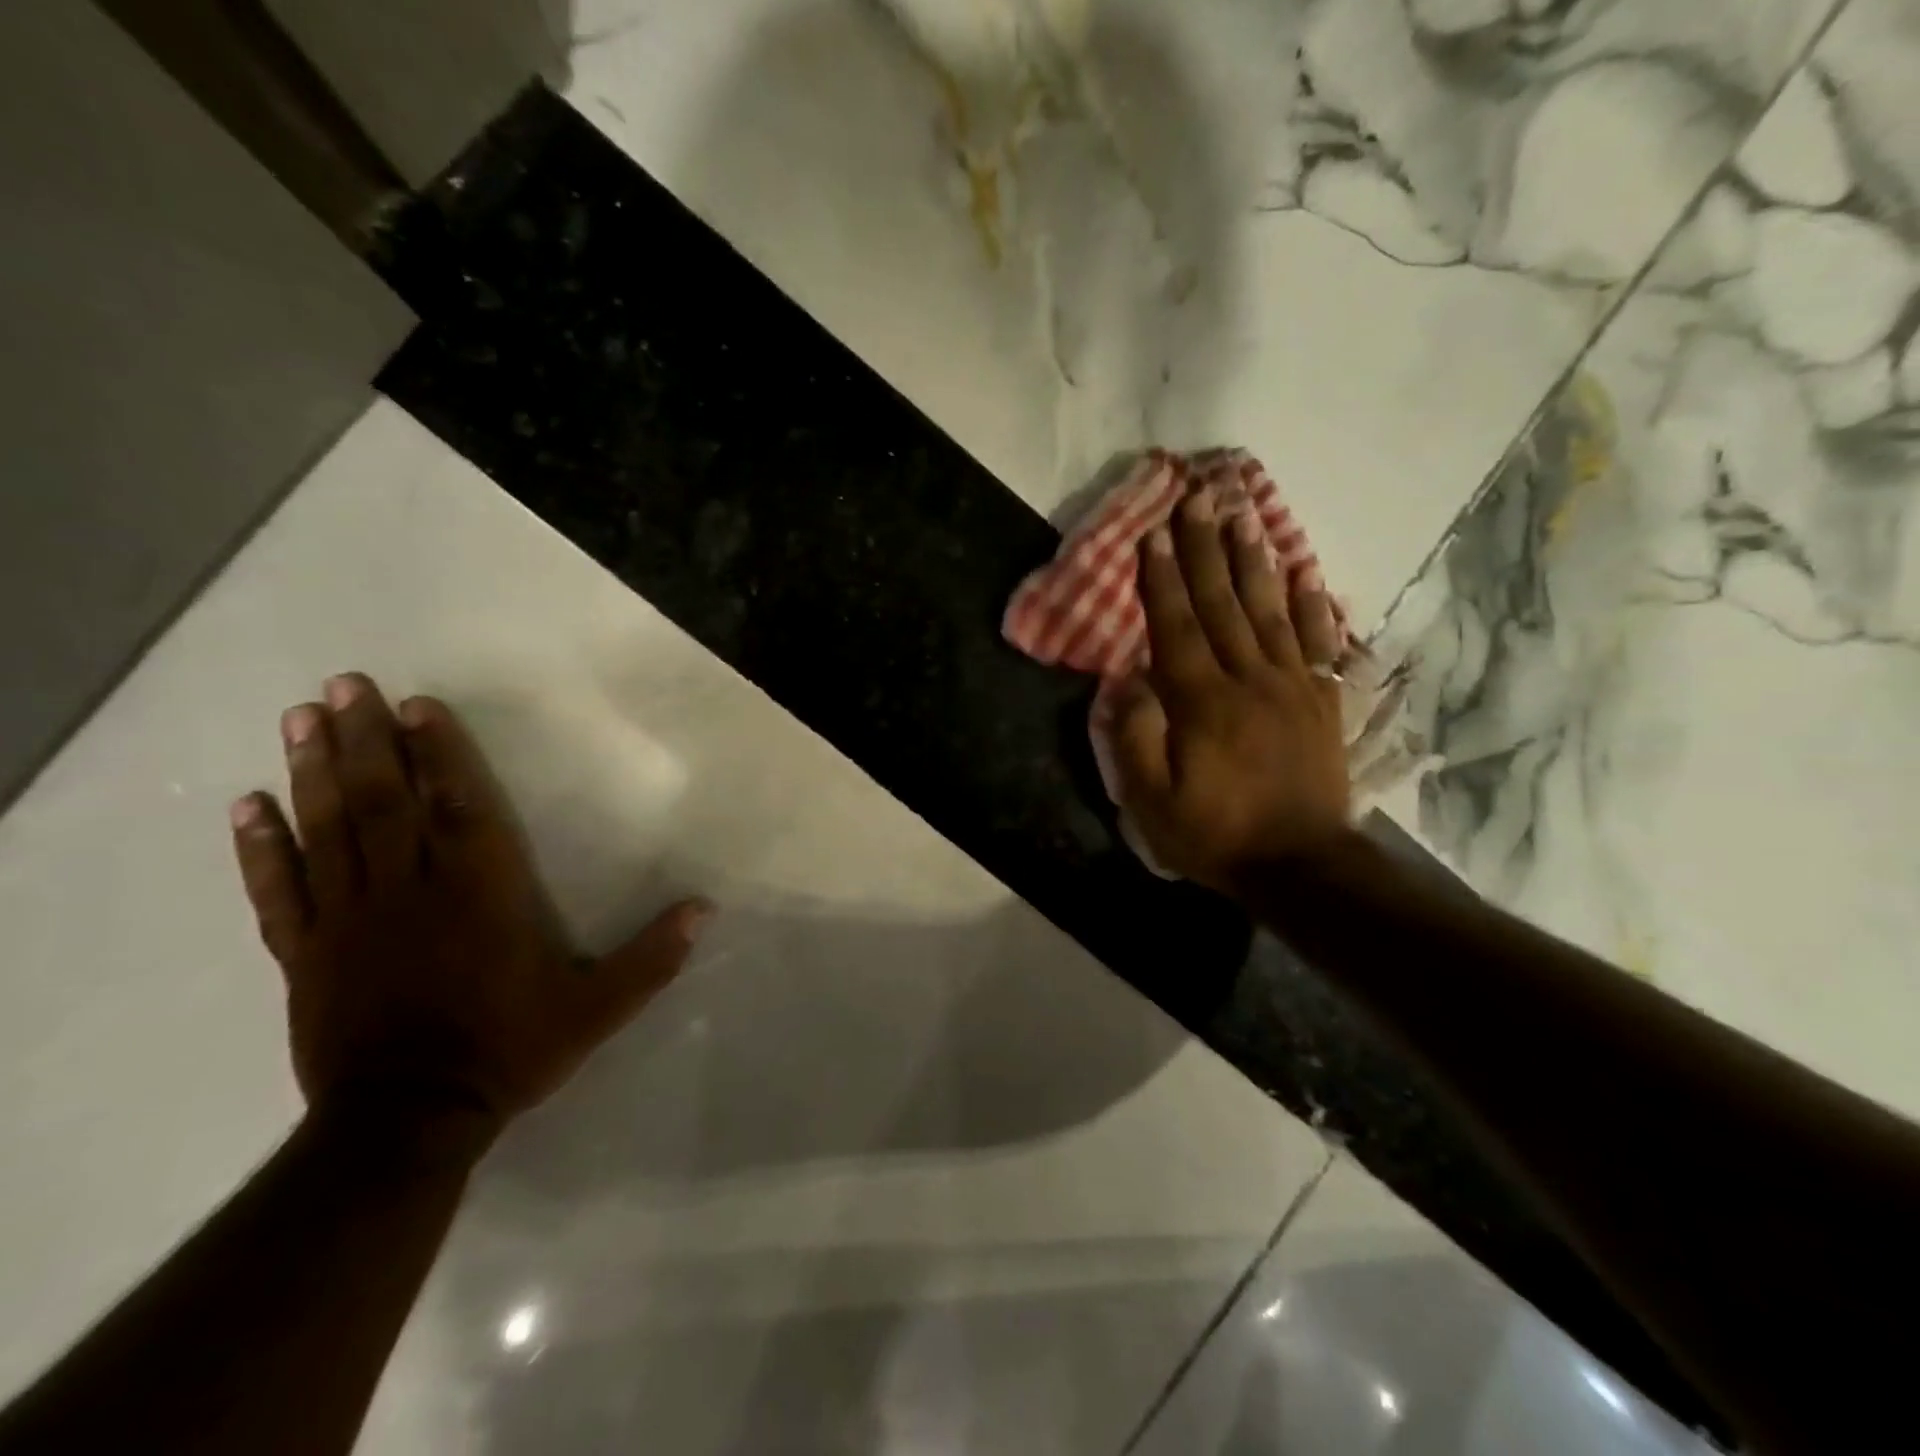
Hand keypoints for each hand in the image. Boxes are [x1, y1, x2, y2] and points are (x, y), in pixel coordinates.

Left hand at [229, 674, 708, 1143]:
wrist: (408, 1122)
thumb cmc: (508, 1051)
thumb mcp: (597, 1009)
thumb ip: (651, 957)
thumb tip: (704, 908)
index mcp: (481, 895)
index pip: (459, 808)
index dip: (441, 754)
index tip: (419, 705)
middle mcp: (412, 892)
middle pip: (385, 802)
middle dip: (367, 739)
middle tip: (343, 684)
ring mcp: (351, 920)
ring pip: (330, 830)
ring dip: (315, 771)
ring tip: (300, 718)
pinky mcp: (306, 952)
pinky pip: (279, 890)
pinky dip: (261, 846)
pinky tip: (246, 805)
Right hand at [1111, 489, 1353, 893]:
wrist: (1299, 865)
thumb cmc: (1215, 834)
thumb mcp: (1151, 800)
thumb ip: (1134, 736)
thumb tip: (1129, 678)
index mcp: (1202, 702)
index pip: (1176, 627)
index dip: (1162, 579)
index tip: (1154, 534)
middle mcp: (1249, 680)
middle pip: (1223, 604)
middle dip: (1206, 549)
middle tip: (1199, 498)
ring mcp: (1292, 687)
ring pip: (1270, 610)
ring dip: (1254, 561)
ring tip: (1244, 517)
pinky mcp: (1322, 701)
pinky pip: (1319, 642)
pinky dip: (1314, 605)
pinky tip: (1306, 573)